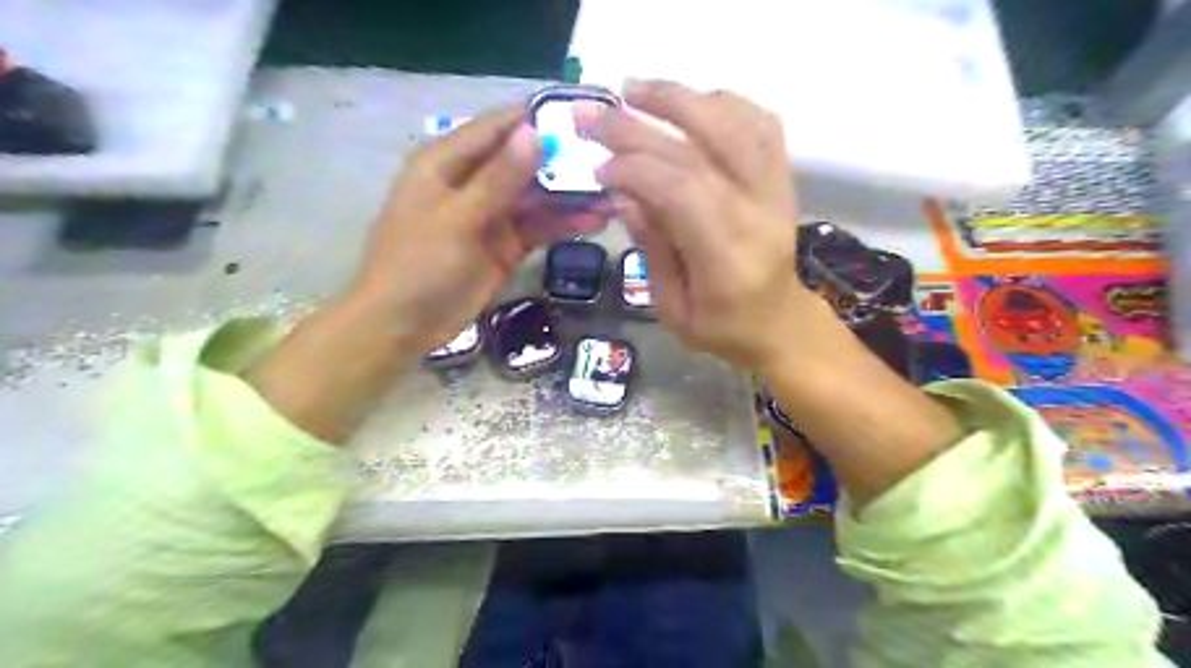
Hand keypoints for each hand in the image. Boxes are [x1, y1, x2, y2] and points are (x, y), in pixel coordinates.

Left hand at [349, 104, 613, 349]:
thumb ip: (498, 178)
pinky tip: (595, 221)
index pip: (498, 128)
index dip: (537, 118)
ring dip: (570, 196)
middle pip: (524, 162)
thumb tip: (535, 132)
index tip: (583, 115)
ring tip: (613, 194)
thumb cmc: (418, 264)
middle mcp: (473, 182)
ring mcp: (491, 215)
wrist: (403, 325)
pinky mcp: (506, 245)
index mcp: (447, 162)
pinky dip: (564, 225)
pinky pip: (539, 227)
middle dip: (563, 161)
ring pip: (537, 197)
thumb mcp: (457, 218)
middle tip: (612, 160)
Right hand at [585, 80, 818, 371]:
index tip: (597, 167)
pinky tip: (689, 105)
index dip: (634, 169)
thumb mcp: (673, 310)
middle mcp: (759, 214)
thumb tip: (622, 194)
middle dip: (640, 126)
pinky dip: (723, 104)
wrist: (781, 324)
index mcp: (729, 259)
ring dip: (682, 99)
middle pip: (701, 149)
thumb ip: (651, 250)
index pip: (681, 191)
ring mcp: (778, 191)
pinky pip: (761, 124)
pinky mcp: (784, 179)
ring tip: (635, 92)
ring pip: (736, 123)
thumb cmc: (723, 329)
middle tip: (595, 114)